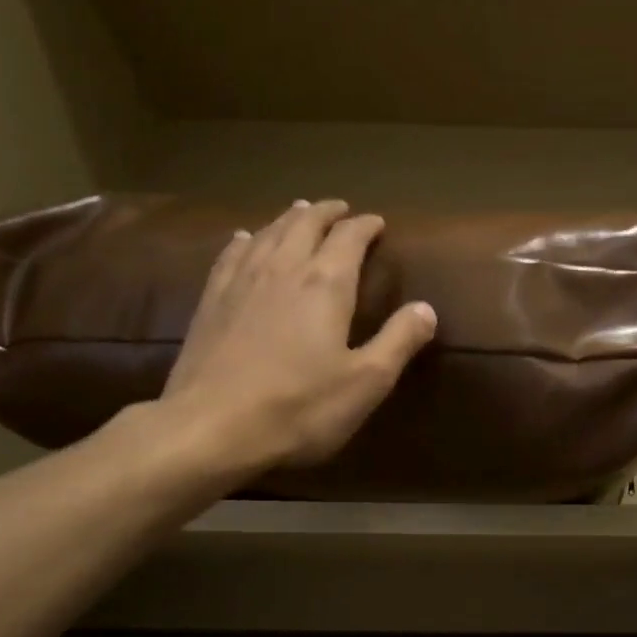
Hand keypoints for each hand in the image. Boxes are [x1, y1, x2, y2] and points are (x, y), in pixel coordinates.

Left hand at [153, 200, 436, 474]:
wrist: (210, 428)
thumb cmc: (298, 408)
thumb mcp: (365, 383)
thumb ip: (398, 341)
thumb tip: (426, 308)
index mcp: (325, 284)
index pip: (349, 238)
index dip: (365, 226)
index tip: (377, 222)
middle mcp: (283, 268)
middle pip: (305, 224)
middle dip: (327, 212)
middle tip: (341, 209)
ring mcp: (241, 281)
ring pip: (268, 233)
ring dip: (289, 218)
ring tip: (300, 212)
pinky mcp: (211, 300)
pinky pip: (232, 254)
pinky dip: (246, 239)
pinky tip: (245, 238)